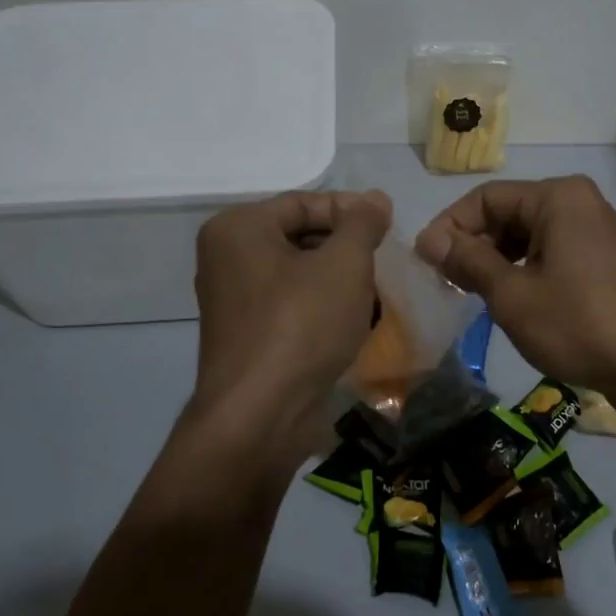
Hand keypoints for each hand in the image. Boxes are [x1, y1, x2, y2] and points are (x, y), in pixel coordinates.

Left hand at [190, 190, 391, 461]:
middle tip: (384, 259)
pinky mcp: (247, 336)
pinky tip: (355, 322)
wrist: (261, 416)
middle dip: (346, 247)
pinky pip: (291, 306)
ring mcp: (233, 301)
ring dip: (339, 280)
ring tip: (376, 292)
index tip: (388, 225)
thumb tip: (376, 199)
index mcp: (238, 229)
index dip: (351, 210)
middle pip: (299, 236)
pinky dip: (323, 308)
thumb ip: (362, 224)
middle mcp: (226, 258)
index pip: (303, 203)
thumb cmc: (301, 324)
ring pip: (299, 274)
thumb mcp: (344, 263)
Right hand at [415, 176, 615, 402]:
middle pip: (507, 214)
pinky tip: (508, 301)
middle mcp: (577, 203)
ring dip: (495, 262)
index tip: (425, 262)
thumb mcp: (513, 294)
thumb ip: (468, 261)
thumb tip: (428, 240)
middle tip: (446, 284)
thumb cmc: (580, 323)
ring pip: (526, 237)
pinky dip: (523, 272)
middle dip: (473, 246)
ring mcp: (593, 231)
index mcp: (557, 197)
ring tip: (471, 295)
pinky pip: (549, 254)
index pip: (486, 198)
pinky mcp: (601, 260)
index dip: (450, 226)